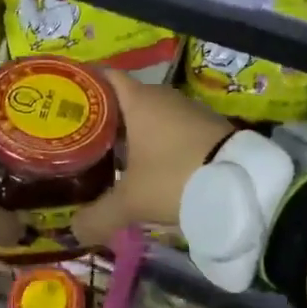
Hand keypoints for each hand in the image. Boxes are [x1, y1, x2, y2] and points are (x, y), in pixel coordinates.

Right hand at [72, 73, 232, 246]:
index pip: (103, 77)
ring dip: (130, 133)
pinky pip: (170, 130)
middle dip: (102, 117)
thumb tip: (74, 230)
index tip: (62, 101)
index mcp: (139, 100)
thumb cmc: (175, 178)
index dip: (82, 85)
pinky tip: (145, 167)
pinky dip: (154, 143)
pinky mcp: (207, 129)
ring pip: (148, 116)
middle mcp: (163, 97)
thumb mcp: (131, 202)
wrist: (244, 185)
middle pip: (123, 99)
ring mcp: (188, 111)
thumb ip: (98, 216)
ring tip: (106, 155)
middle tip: (77, 137)